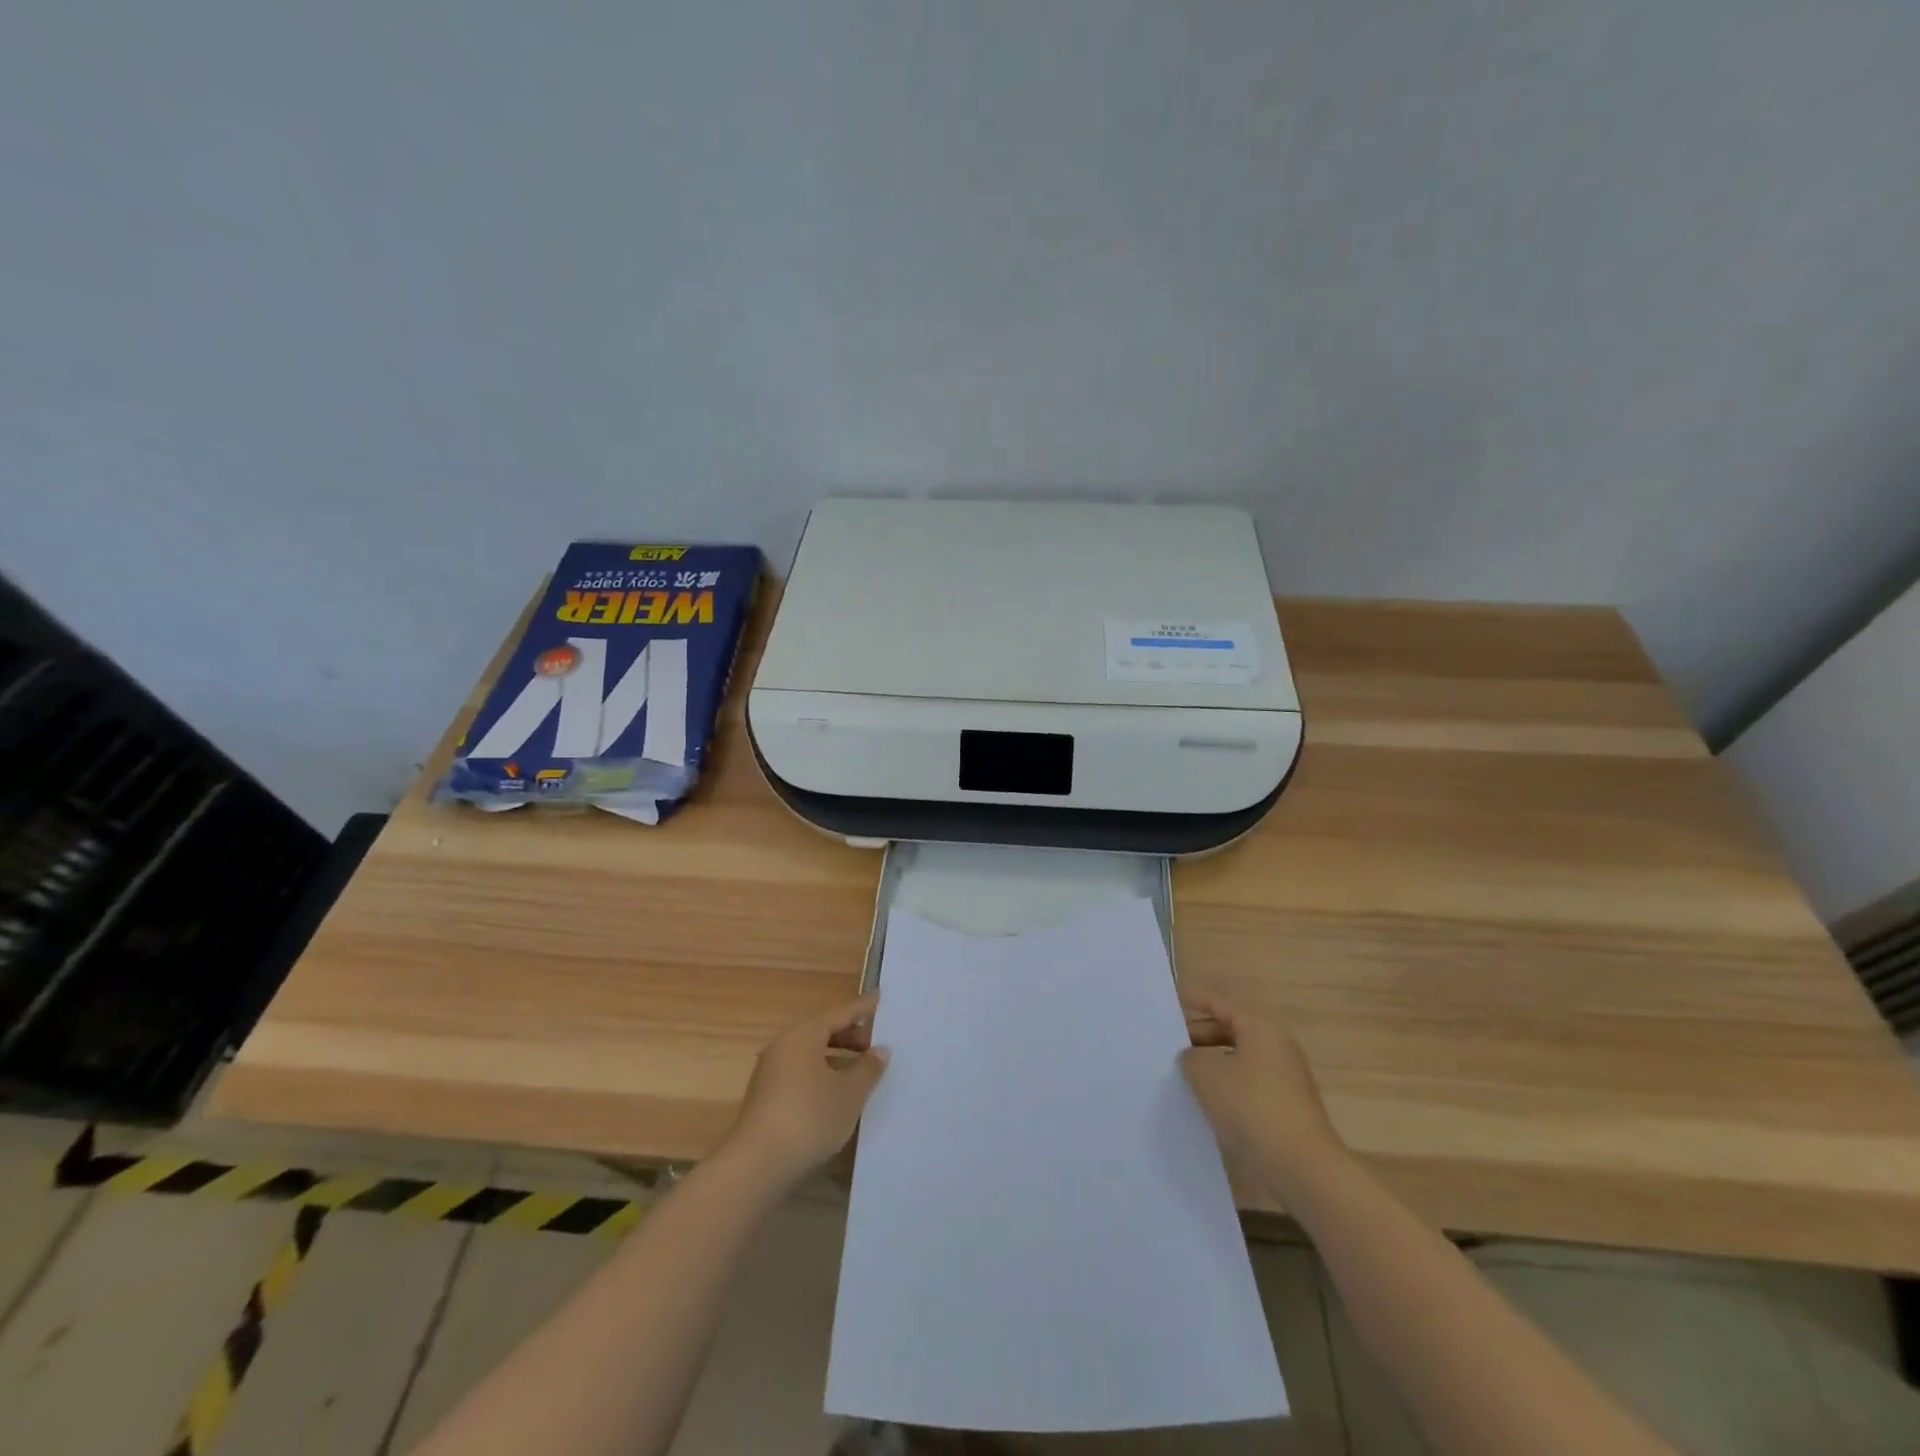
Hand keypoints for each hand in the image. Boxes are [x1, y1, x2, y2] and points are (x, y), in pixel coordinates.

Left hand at [726, 994, 887, 1188]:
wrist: (757, 1165)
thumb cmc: (810, 1117)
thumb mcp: (849, 1093)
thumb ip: (868, 1068)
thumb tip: (880, 1050)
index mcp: (803, 1035)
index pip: (839, 1013)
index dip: (862, 1008)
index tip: (881, 998)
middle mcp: (784, 1046)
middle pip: (822, 1032)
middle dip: (851, 1038)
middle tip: (876, 1047)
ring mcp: (771, 1073)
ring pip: (811, 1056)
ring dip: (837, 1060)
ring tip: (861, 1074)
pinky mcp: (766, 1098)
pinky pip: (801, 1075)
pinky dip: (822, 1077)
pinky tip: (837, 1097)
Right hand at [1179, 990, 1347, 1198]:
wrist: (1302, 1167)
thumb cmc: (1251, 1107)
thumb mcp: (1206, 1074)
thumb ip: (1191, 1058)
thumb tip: (1193, 1058)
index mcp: (1260, 1028)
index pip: (1220, 1003)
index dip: (1194, 998)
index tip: (1171, 996)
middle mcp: (1276, 1047)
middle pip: (1230, 1030)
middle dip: (1198, 1036)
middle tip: (1167, 1043)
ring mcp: (1284, 1079)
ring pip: (1238, 1060)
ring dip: (1211, 1064)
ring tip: (1180, 1074)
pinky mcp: (1285, 1108)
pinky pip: (1247, 1085)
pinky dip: (1225, 1087)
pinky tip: (1204, 1102)